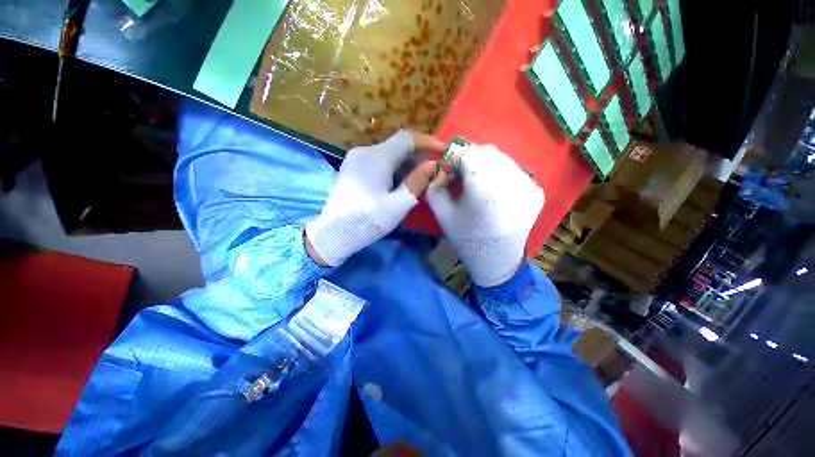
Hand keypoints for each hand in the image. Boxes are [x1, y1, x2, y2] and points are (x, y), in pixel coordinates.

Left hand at [306, 130, 444, 266]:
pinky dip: (393, 168)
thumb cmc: (368, 220)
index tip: (443, 150)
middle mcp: (365, 151)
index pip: (407, 138)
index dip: (427, 141)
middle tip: (432, 171)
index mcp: (377, 157)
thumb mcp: (398, 204)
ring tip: (418, 180)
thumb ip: (417, 182)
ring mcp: (356, 158)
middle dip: (418, 156)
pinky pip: (378, 161)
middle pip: (397, 146)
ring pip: (388, 153)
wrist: (334, 233)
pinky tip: (399, 183)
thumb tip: (433, 164)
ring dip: (406, 163)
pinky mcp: (352, 167)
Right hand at [427, 145, 543, 286]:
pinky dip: (501, 174)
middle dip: (470, 159)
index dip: (455, 159)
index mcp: (483, 188)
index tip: (449, 172)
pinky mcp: (536, 191)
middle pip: (487, 152)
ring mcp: (527, 184)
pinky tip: (495, 191)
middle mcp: (509, 181)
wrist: (497, 259)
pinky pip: (514, 171)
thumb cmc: (466, 238)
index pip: (468, 154)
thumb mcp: (441, 213)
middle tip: (462, 175)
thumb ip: (435, 186)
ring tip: (479, 183)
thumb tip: (442, 170)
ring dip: (486, 165)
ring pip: (502, 159)